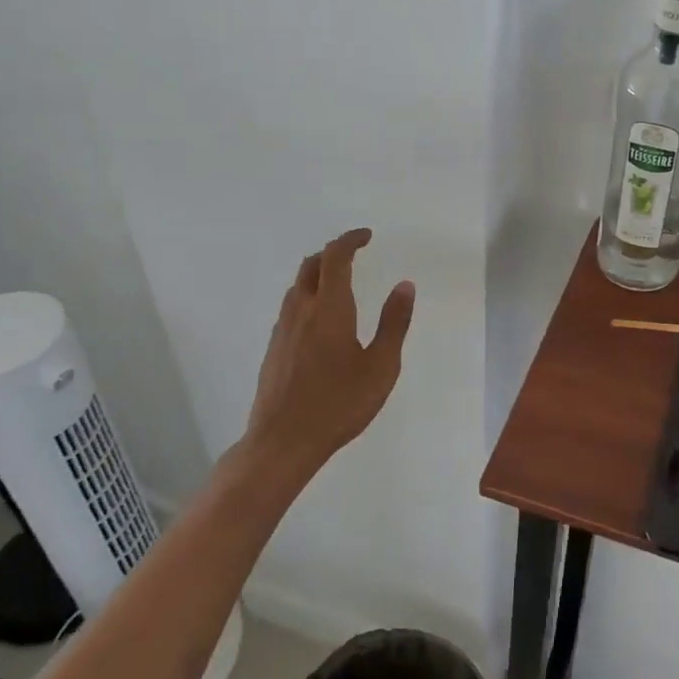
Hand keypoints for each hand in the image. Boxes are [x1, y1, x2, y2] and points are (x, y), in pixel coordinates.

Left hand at [244, 228, 415, 470]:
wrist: (282, 442)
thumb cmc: (339, 404)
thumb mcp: (381, 366)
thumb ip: (394, 323)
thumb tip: (405, 286)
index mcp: (329, 308)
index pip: (335, 257)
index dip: (350, 240)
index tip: (367, 236)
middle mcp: (301, 311)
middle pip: (311, 265)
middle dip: (332, 253)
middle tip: (354, 255)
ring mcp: (282, 330)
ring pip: (297, 287)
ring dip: (317, 274)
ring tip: (340, 285)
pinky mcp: (273, 350)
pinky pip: (291, 308)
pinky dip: (308, 298)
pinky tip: (321, 322)